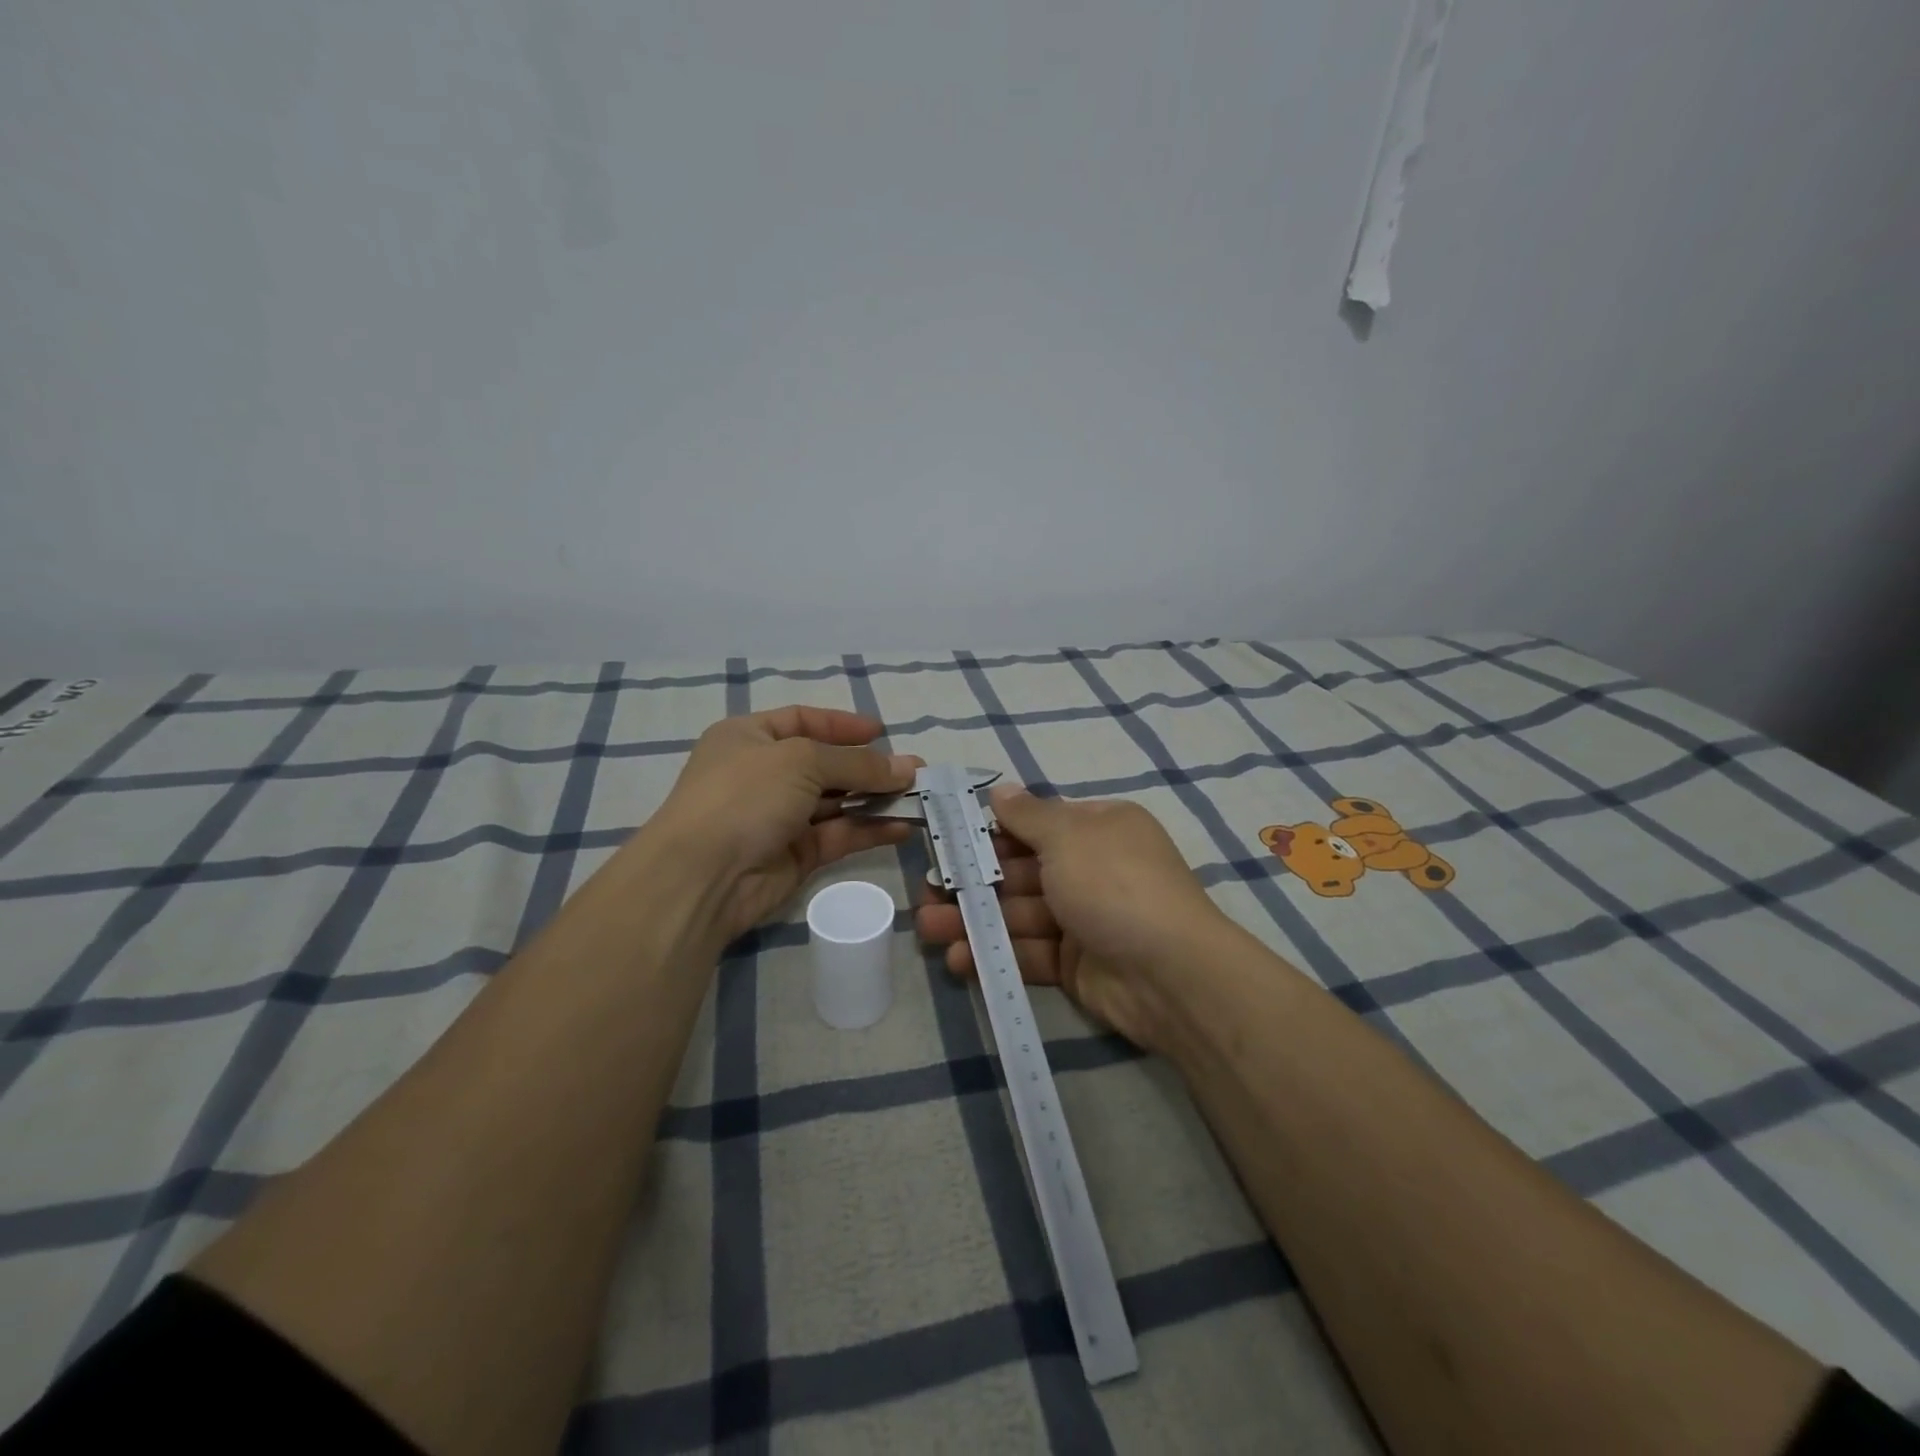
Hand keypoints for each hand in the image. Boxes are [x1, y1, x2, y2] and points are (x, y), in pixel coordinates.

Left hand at [648, 706, 921, 946]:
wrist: (703, 875)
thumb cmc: (745, 795)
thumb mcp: (802, 761)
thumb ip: (857, 763)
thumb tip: (907, 767)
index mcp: (750, 737)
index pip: (803, 720)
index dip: (842, 725)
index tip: (882, 732)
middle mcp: (764, 774)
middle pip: (825, 763)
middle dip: (869, 767)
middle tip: (915, 771)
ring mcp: (779, 816)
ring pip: (836, 802)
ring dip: (875, 798)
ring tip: (918, 797)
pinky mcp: (794, 854)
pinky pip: (839, 835)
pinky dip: (869, 830)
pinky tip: (902, 827)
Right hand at [915, 785, 1225, 1051]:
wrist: (1171, 974)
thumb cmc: (1114, 885)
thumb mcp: (1069, 836)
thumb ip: (1029, 815)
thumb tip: (1000, 789)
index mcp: (1098, 830)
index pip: (1037, 826)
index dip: (992, 834)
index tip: (949, 843)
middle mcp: (1091, 870)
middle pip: (1022, 872)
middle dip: (974, 882)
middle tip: (927, 891)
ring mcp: (1084, 920)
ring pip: (1019, 915)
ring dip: (975, 920)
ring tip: (929, 928)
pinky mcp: (1077, 965)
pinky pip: (1030, 953)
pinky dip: (996, 955)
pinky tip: (959, 960)